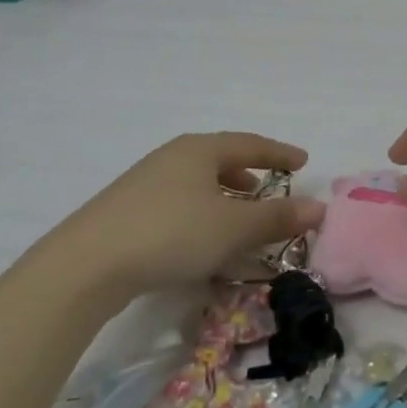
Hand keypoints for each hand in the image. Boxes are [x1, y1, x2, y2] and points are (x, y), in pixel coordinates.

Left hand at [48, 133, 325, 297]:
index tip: (303, 161)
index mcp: (200, 150)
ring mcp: (145, 182)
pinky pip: (178, 201)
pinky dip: (201, 211)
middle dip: (248, 172)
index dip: (279, 153)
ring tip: (238, 215)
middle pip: (220, 158)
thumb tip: (319, 208)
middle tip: (270, 188)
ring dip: (224, 195)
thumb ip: (276, 218)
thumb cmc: (171, 233)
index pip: (250, 144)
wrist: (87, 264)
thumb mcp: (232, 228)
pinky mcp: (127, 209)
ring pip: (197, 181)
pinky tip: (200, 238)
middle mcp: (172, 157)